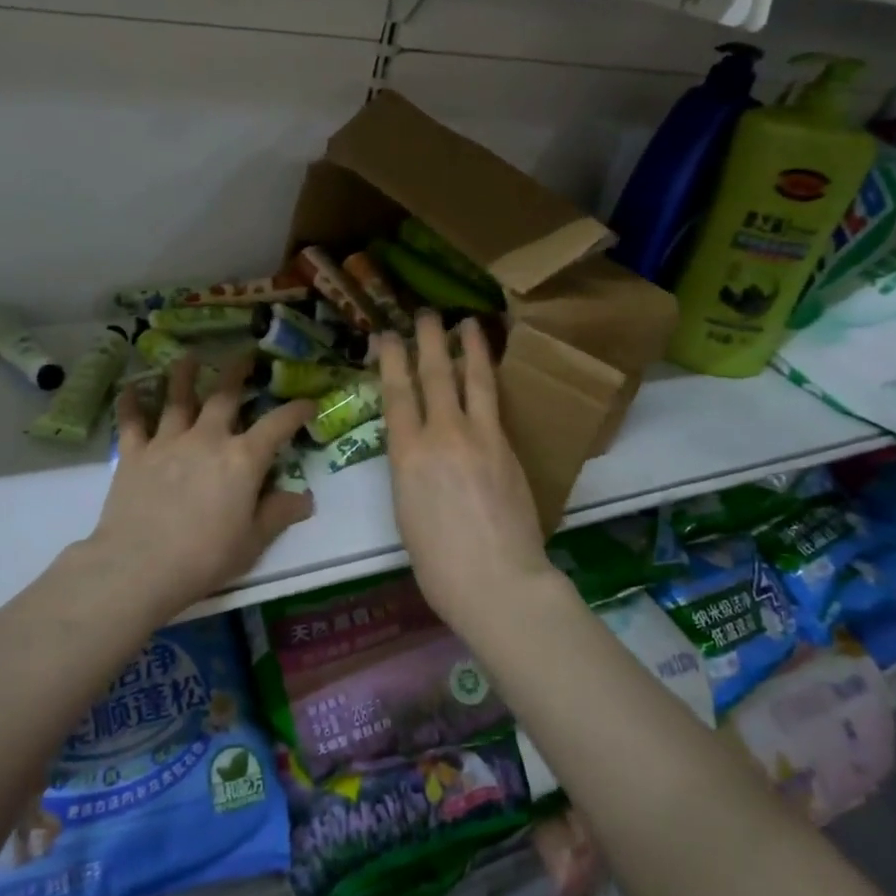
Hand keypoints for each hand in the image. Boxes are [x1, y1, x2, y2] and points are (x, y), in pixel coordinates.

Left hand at [85, 356, 314, 618]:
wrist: (140, 566)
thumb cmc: (205, 557)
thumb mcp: (253, 541)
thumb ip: (278, 514)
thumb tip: (306, 498)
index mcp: (242, 459)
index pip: (277, 425)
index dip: (295, 410)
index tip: (308, 401)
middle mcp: (207, 438)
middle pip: (224, 395)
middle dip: (237, 372)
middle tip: (245, 355)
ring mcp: (167, 442)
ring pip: (177, 398)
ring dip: (184, 374)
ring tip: (189, 357)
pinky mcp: (133, 454)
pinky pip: (132, 421)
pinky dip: (131, 402)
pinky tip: (129, 387)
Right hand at [379, 312, 554, 621]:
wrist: (498, 581)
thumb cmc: (439, 563)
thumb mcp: (407, 512)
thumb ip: (411, 471)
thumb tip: (418, 452)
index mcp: (408, 456)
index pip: (397, 395)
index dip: (390, 361)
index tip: (387, 336)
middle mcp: (443, 435)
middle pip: (434, 376)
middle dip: (427, 340)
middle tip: (424, 313)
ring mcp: (481, 438)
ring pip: (474, 381)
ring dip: (469, 348)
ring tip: (467, 323)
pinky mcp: (509, 448)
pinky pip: (496, 403)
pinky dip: (489, 380)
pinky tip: (489, 372)